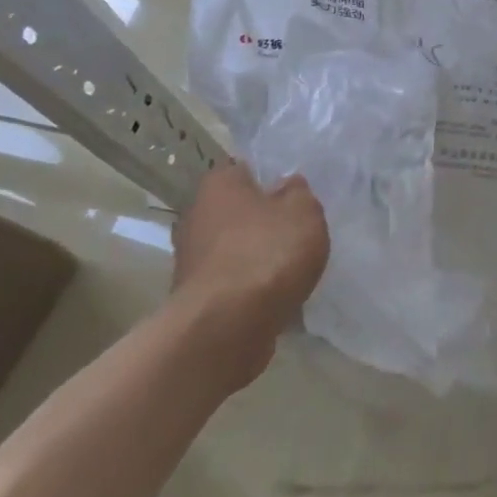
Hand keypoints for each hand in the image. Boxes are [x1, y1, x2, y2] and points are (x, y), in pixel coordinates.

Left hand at [171, 161, 328, 387]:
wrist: (226, 326)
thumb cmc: (268, 254)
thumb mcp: (304, 211)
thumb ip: (299, 193)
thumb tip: (286, 186)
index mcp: (218, 184)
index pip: (246, 169)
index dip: (273, 180)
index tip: (296, 197)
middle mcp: (196, 215)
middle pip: (239, 210)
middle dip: (264, 220)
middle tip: (297, 231)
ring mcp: (191, 258)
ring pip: (235, 246)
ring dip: (257, 255)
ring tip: (290, 268)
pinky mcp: (196, 295)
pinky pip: (232, 279)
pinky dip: (250, 285)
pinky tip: (274, 294)